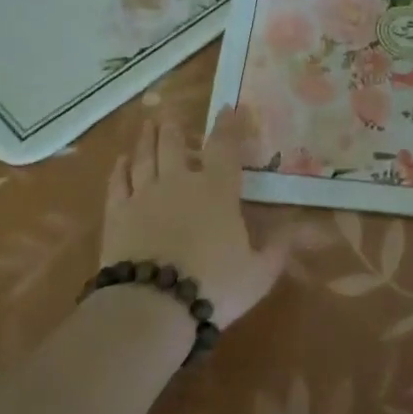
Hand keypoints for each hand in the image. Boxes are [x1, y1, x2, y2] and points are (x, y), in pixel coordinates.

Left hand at [101, 107, 285, 329]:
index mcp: (217, 190)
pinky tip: (121, 161)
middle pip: (175, 144)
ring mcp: (144, 195)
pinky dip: (120, 168)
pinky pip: (117, 182)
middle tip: (173, 116)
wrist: (153, 305)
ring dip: (148, 138)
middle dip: (176, 128)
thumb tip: (295, 227)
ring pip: (144, 156)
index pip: (225, 147)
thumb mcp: (260, 273)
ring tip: (149, 125)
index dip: (228, 125)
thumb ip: (278, 248)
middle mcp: (179, 182)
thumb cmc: (214, 286)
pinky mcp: (117, 214)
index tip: (228, 108)